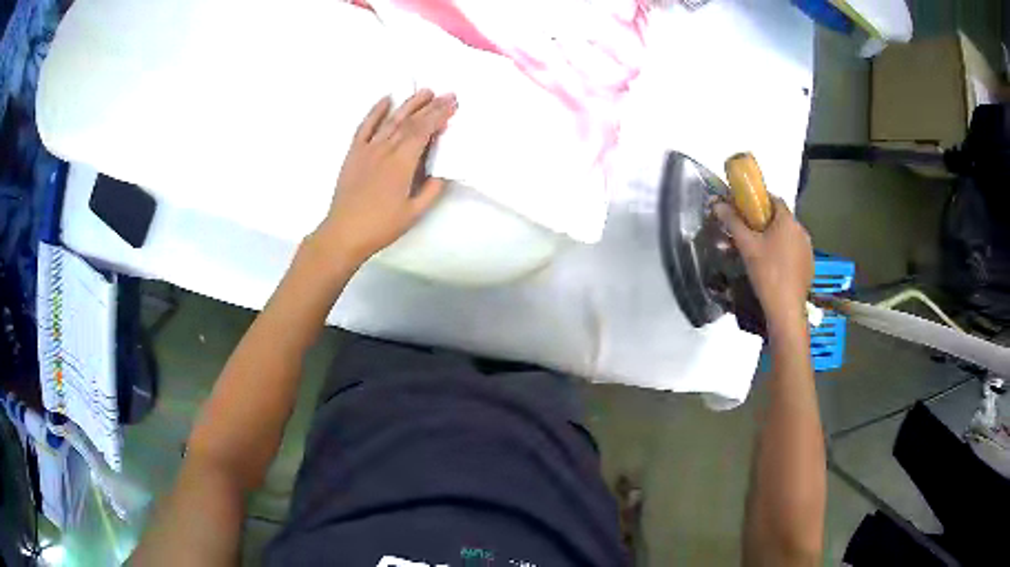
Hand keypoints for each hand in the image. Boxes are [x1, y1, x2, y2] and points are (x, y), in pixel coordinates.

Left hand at [312, 90, 456, 264]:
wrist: (344, 232)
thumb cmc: (381, 226)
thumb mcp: (413, 213)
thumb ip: (431, 190)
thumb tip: (442, 171)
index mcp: (402, 163)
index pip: (424, 131)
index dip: (439, 116)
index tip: (453, 104)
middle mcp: (385, 150)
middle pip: (410, 122)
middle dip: (430, 106)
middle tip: (446, 94)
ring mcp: (368, 149)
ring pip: (391, 121)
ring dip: (408, 105)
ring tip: (424, 92)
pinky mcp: (354, 153)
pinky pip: (365, 127)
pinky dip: (375, 112)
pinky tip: (386, 100)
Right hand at [714, 198, 812, 332]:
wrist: (785, 309)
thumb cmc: (767, 272)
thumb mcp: (746, 246)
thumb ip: (733, 222)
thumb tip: (717, 204)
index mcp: (788, 220)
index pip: (774, 199)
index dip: (758, 201)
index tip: (745, 211)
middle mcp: (801, 230)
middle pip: (780, 218)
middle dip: (764, 222)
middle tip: (748, 234)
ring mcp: (808, 248)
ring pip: (788, 236)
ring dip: (774, 238)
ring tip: (759, 253)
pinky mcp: (809, 265)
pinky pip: (794, 251)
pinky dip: (783, 253)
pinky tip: (773, 267)